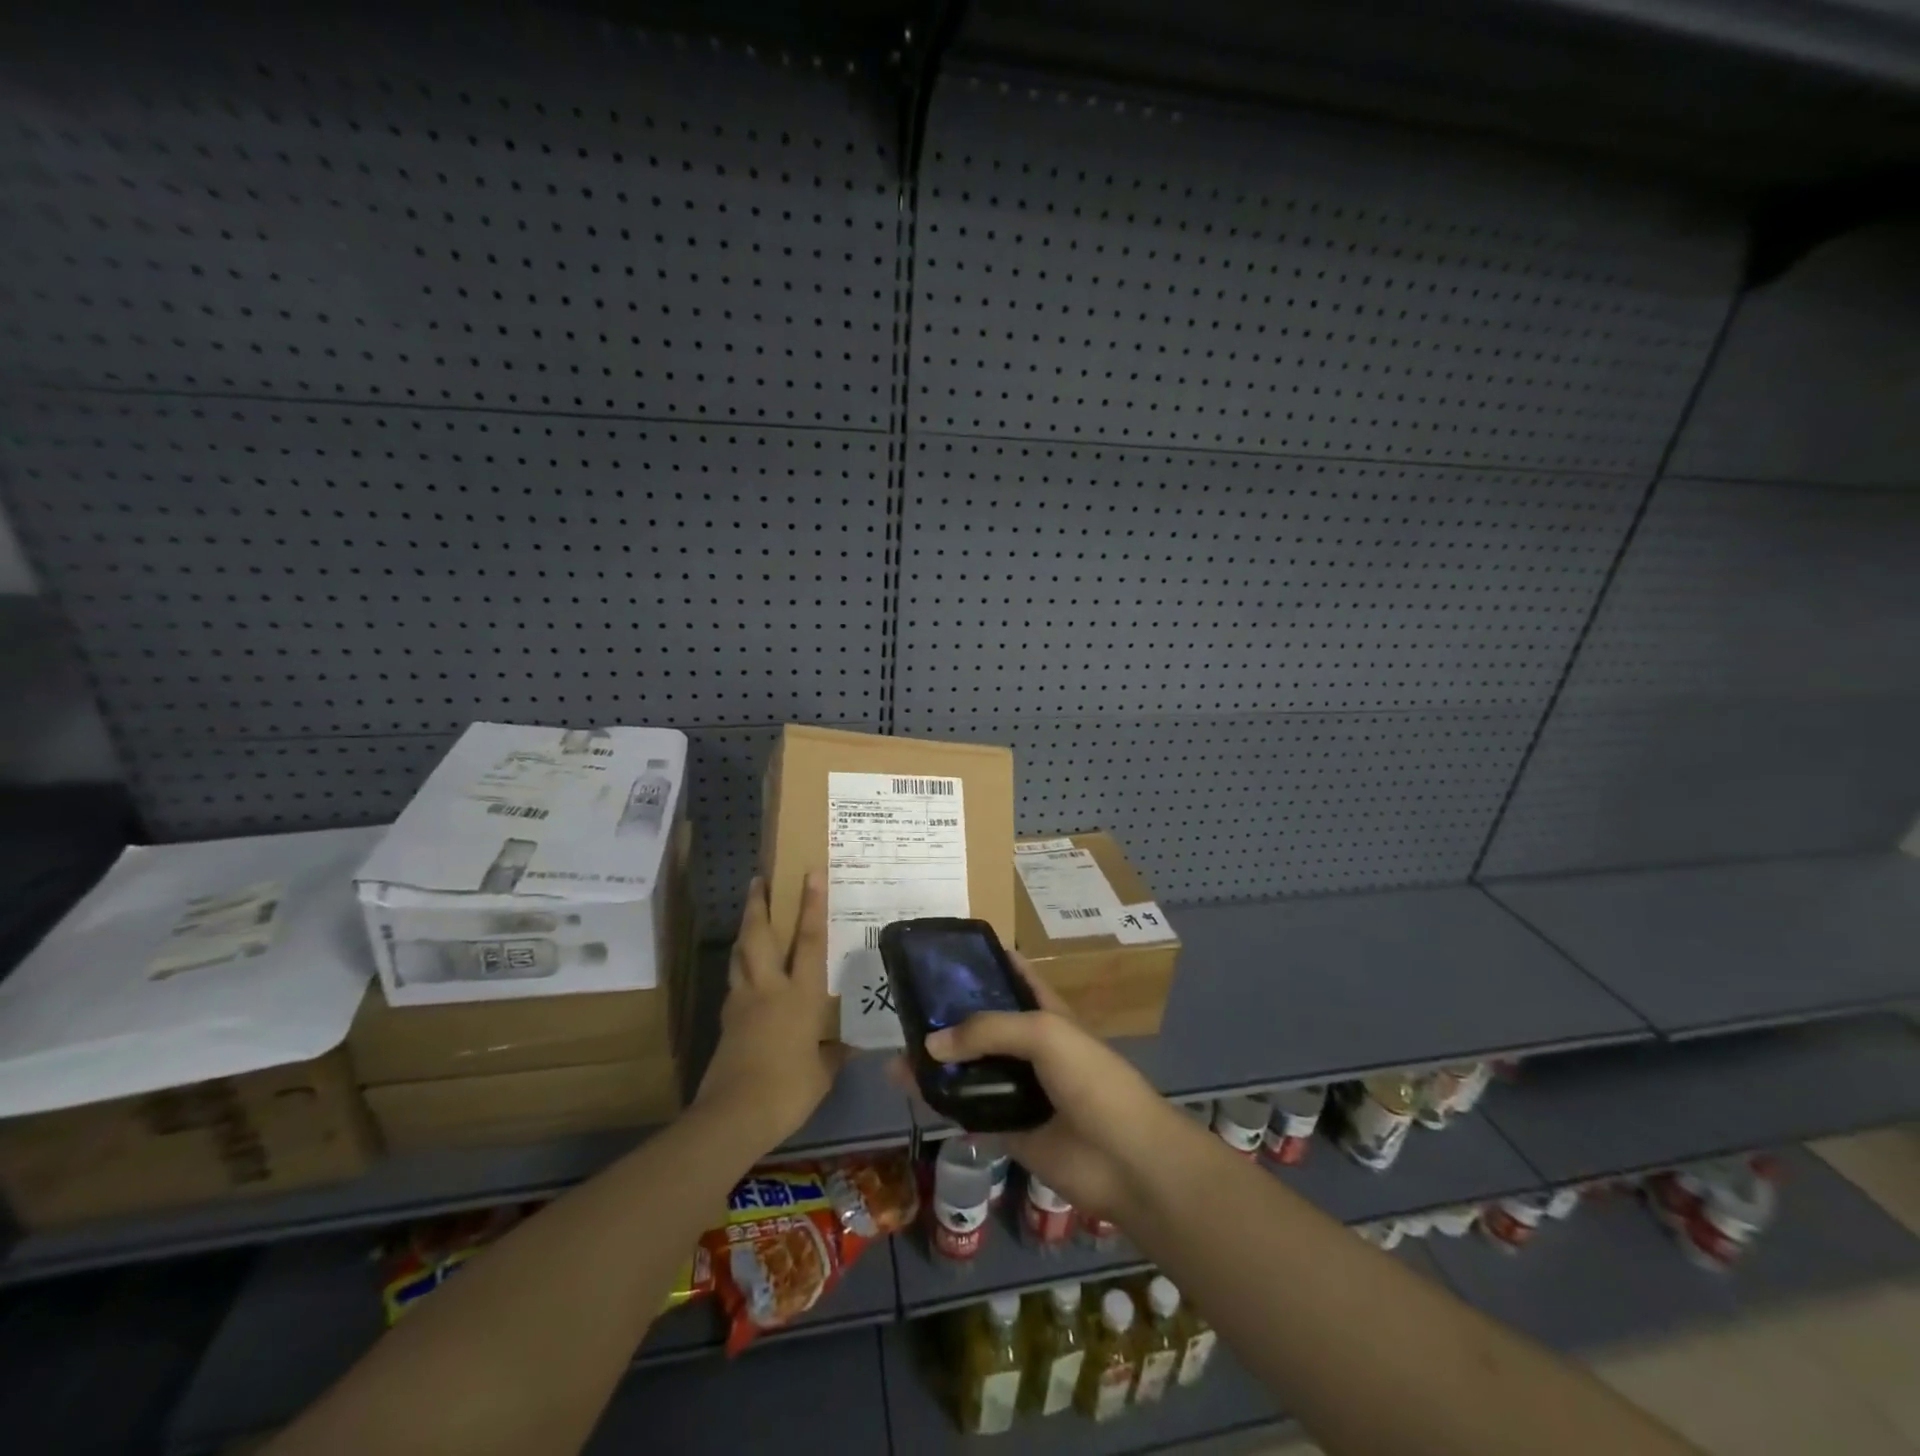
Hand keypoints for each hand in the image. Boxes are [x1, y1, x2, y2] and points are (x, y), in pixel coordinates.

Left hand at [694, 872, 849, 1151]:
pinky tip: (745, 975)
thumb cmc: (788, 1090)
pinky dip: (739, 970)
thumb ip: (832, 1054)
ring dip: (744, 932)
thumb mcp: (822, 1073)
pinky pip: (734, 984)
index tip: (810, 872)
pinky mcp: (726, 1022)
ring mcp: (742, 1003)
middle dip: (758, 905)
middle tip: (758, 880)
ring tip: (749, 918)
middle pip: (759, 936)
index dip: (812, 904)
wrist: (733, 1116)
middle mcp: (769, 989)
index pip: (810, 940)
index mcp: (800, 995)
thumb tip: (845, 1046)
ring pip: (739, 955)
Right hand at [915, 957, 1177, 1219]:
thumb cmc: (1091, 1079)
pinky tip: (912, 1094)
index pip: (1011, 975)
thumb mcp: (1043, 1033)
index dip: (983, 962)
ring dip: (937, 1063)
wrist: (1124, 1158)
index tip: (942, 953)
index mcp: (1044, 1012)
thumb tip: (929, 1044)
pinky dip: (942, 1103)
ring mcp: (1018, 1087)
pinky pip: (968, 1111)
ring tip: (896, 1058)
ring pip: (970, 1069)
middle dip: (947, 1016)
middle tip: (904, 1008)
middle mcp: (1028, 1045)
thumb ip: (987, 1030)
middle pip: (981, 1024)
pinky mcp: (1009, 1127)